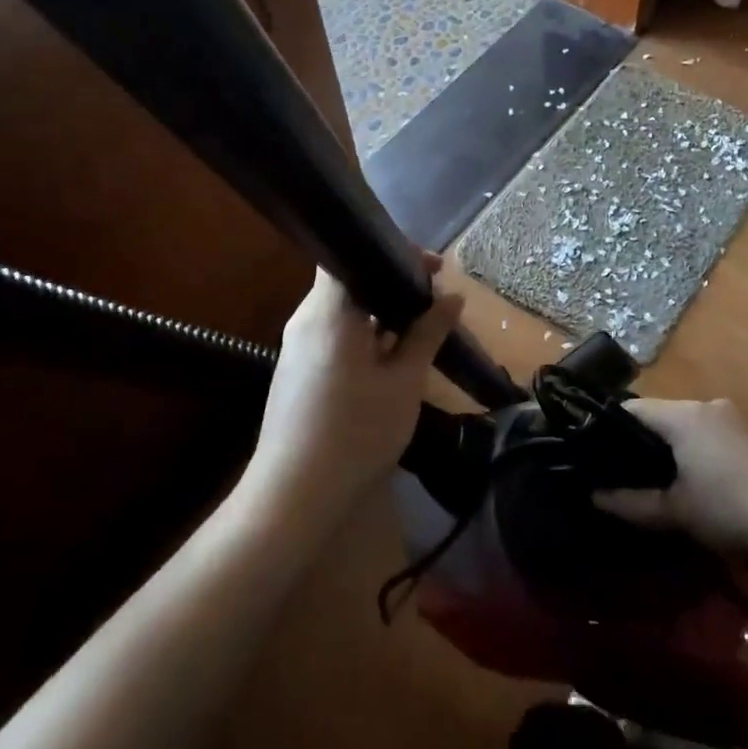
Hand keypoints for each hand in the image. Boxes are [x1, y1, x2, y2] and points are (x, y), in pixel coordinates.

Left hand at [242, 259, 463, 523]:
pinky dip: (364, 335)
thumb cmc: (356, 431)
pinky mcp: (296, 371)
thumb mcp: (404, 382)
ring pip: (343, 311)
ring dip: (380, 314)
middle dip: (393, 285)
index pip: (352, 254)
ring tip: (420, 329)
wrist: (294, 495)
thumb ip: (427, 333)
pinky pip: (334, 335)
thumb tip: (453, 296)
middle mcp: (306, 319)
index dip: (394, 253)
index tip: (433, 269)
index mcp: (329, 311)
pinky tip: (391, 358)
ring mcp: (296, 346)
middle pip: (349, 282)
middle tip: (435, 301)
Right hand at [594, 398, 747, 552]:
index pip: (634, 408)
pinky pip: (719, 437)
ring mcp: (739, 420)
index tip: (600, 453)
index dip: (612, 429)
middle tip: (632, 474)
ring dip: (680, 449)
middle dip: (648, 442)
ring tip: (670, 483)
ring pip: (694, 426)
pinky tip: (710, 486)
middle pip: (666, 415)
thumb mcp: (675, 511)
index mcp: (683, 415)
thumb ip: (632, 503)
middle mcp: (710, 406)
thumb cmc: (730, 508)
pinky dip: (706, 454)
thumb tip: (595, 497)